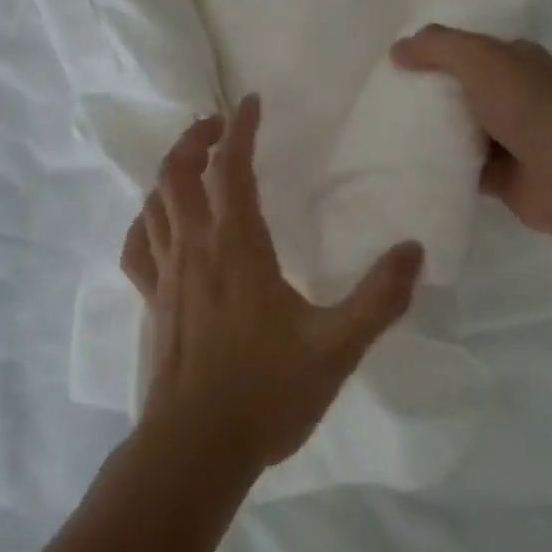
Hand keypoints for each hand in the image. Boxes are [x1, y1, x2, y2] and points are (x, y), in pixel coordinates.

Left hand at [120, 95, 425, 472]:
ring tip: (192, 164)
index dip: (239, 127)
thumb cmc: (266, 392)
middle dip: (195, 137)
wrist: (195, 450)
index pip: (230, 165)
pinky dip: (145, 221)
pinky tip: (158, 223)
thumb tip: (414, 250)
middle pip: (178, 170)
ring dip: (169, 171)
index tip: (250, 101)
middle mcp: (195, 246)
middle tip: (218, 125)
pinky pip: (136, 245)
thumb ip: (379, 297)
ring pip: (153, 201)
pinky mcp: (150, 300)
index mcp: (237, 244)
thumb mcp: (337, 347)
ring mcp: (165, 273)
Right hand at [390, 24, 551, 241]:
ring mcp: (513, 136)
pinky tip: (411, 163)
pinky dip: (442, 165)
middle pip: (463, 89)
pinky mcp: (505, 176)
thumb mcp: (479, 58)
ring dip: (434, 131)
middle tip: (386, 99)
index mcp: (519, 60)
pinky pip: (463, 165)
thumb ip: (437, 46)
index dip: (437, 53)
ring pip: (461, 128)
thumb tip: (397, 49)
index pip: (471, 49)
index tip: (399, 64)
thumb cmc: (529, 105)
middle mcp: (518, 94)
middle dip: (430, 93)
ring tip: (389, 131)